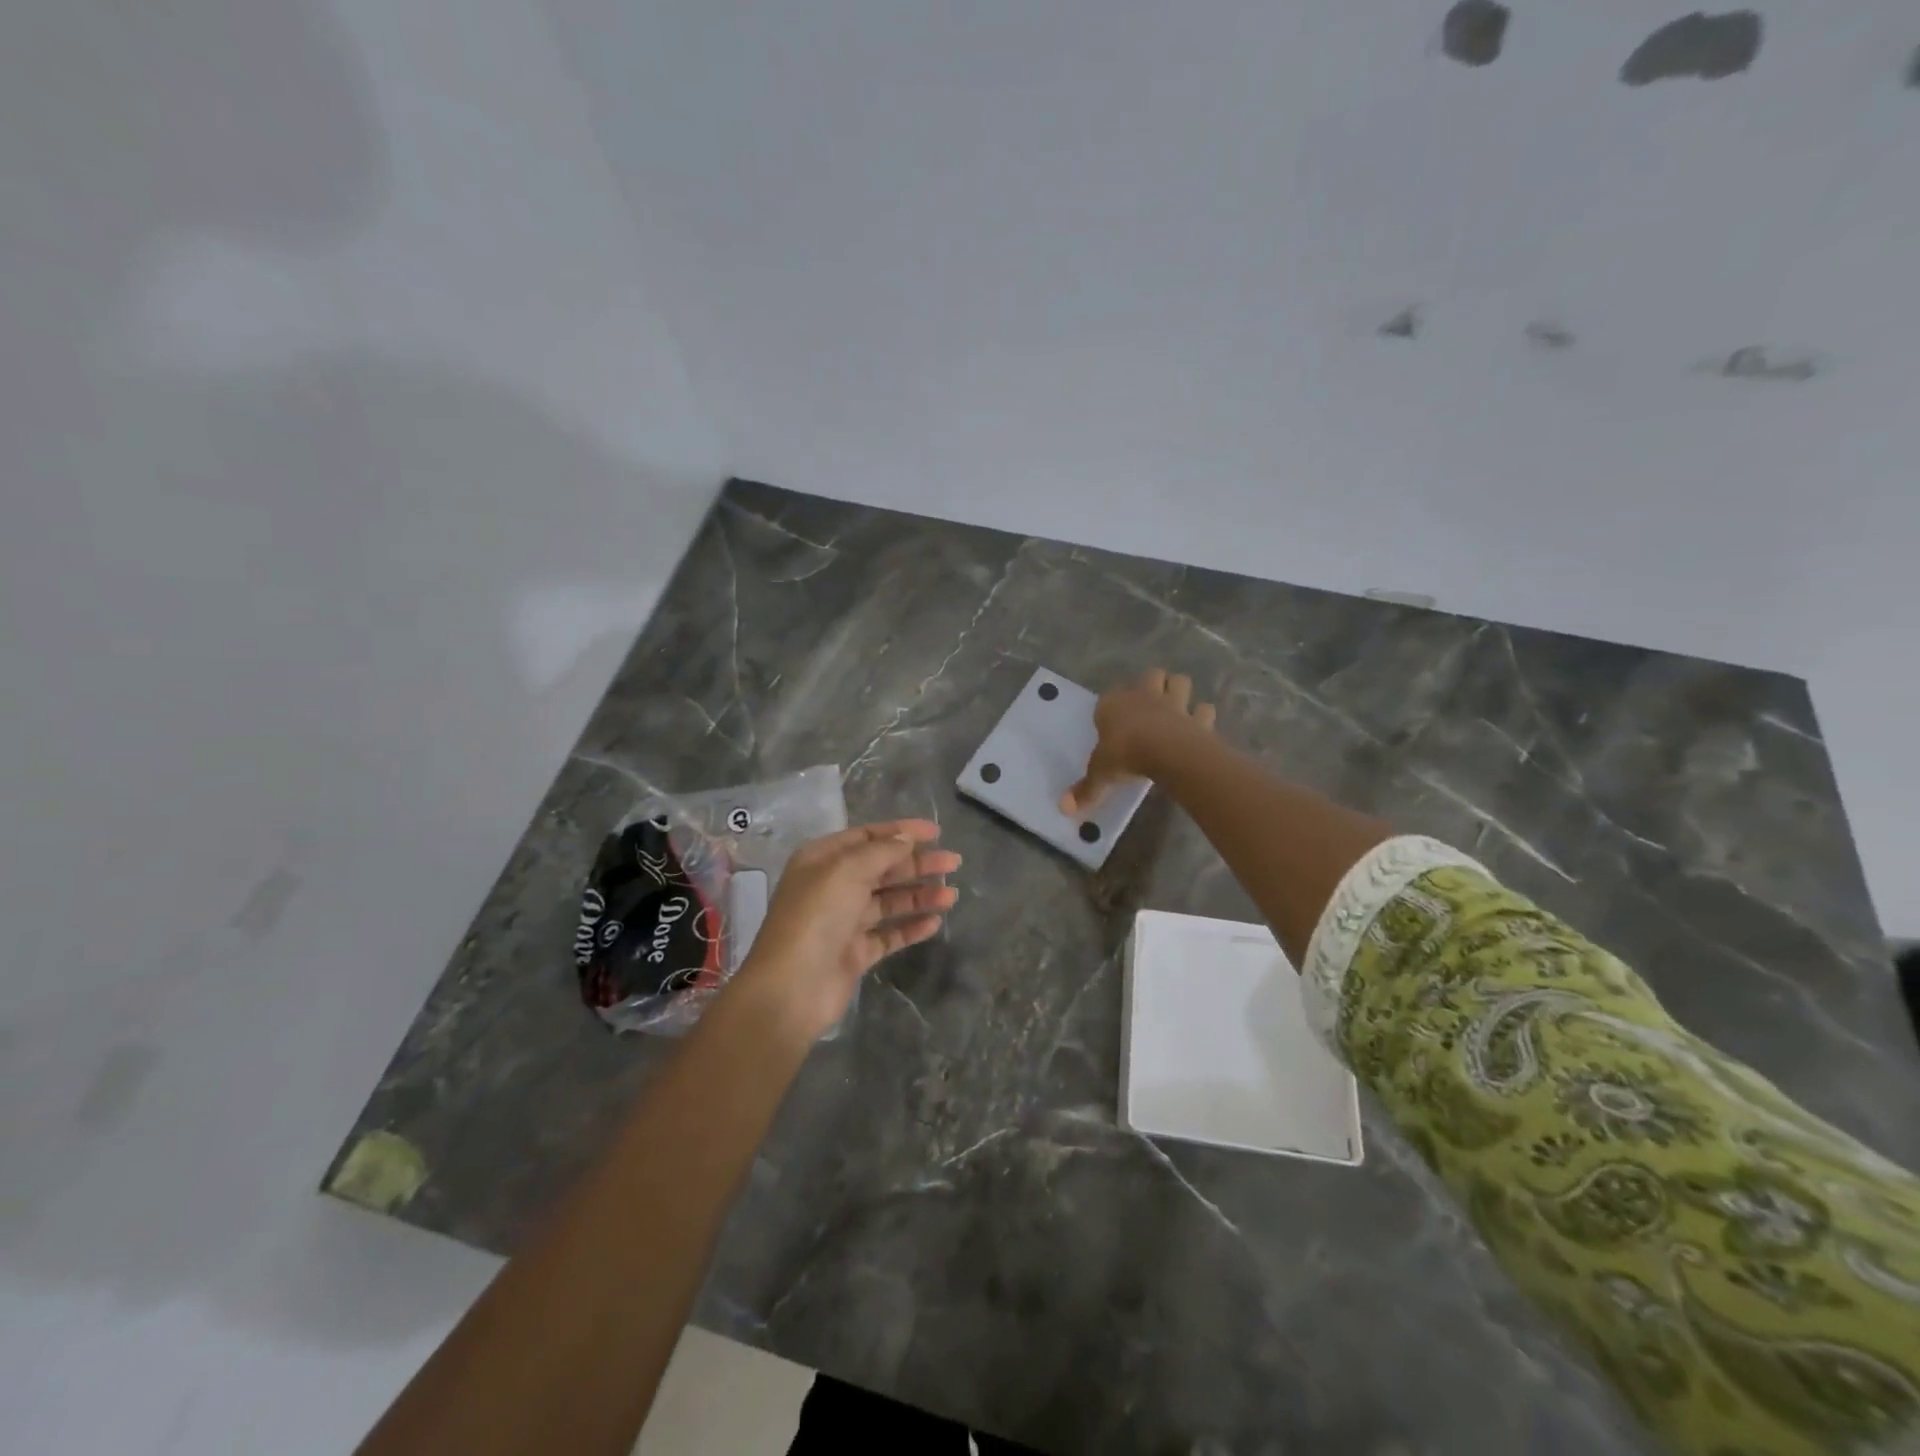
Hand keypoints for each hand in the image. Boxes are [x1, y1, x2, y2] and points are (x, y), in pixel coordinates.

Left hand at [732, 820, 959, 1040]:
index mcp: (822, 859)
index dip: (902, 832)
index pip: (867, 837)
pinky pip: (889, 934)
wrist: (791, 989)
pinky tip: (935, 923)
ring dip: (919, 896)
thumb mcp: (847, 870)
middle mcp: (832, 887)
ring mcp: (844, 922)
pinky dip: (911, 927)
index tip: (937, 832)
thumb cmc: (816, 917)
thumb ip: (881, 851)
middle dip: (918, 864)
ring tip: (952, 896)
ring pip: (889, 902)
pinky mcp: (855, 953)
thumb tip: (906, 839)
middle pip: (882, 868)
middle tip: (953, 863)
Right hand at [1061, 669, 1216, 816]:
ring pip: (1179, 681)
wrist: (1166, 751)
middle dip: (1152, 684)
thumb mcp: (1100, 774)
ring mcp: (1174, 704)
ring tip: (1176, 707)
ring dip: (1179, 690)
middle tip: (1149, 704)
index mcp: (1114, 705)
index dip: (1110, 707)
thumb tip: (1064, 809)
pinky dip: (1203, 716)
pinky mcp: (1197, 718)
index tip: (1110, 722)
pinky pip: (1204, 710)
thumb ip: (1086, 790)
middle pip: (1150, 676)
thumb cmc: (1124, 755)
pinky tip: (1199, 726)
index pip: (1108, 697)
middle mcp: (1144, 696)